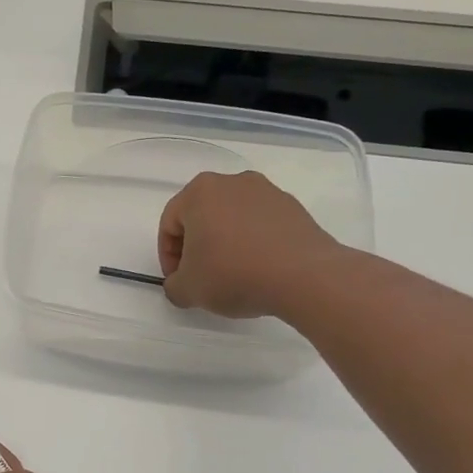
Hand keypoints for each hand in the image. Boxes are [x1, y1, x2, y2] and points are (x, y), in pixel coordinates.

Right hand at [158, 170, 342, 318]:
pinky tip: (259, 269)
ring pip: (232, 219)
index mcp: (199, 192)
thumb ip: (173, 286)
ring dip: (226, 243)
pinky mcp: (293, 207)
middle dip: (197, 246)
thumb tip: (181, 284)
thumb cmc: (233, 274)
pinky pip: (261, 225)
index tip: (178, 281)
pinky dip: (253, 243)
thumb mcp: (188, 290)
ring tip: (233, 275)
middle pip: (202, 216)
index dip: (168, 257)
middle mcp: (232, 182)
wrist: (304, 276)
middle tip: (201, 276)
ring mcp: (267, 191)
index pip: (170, 224)